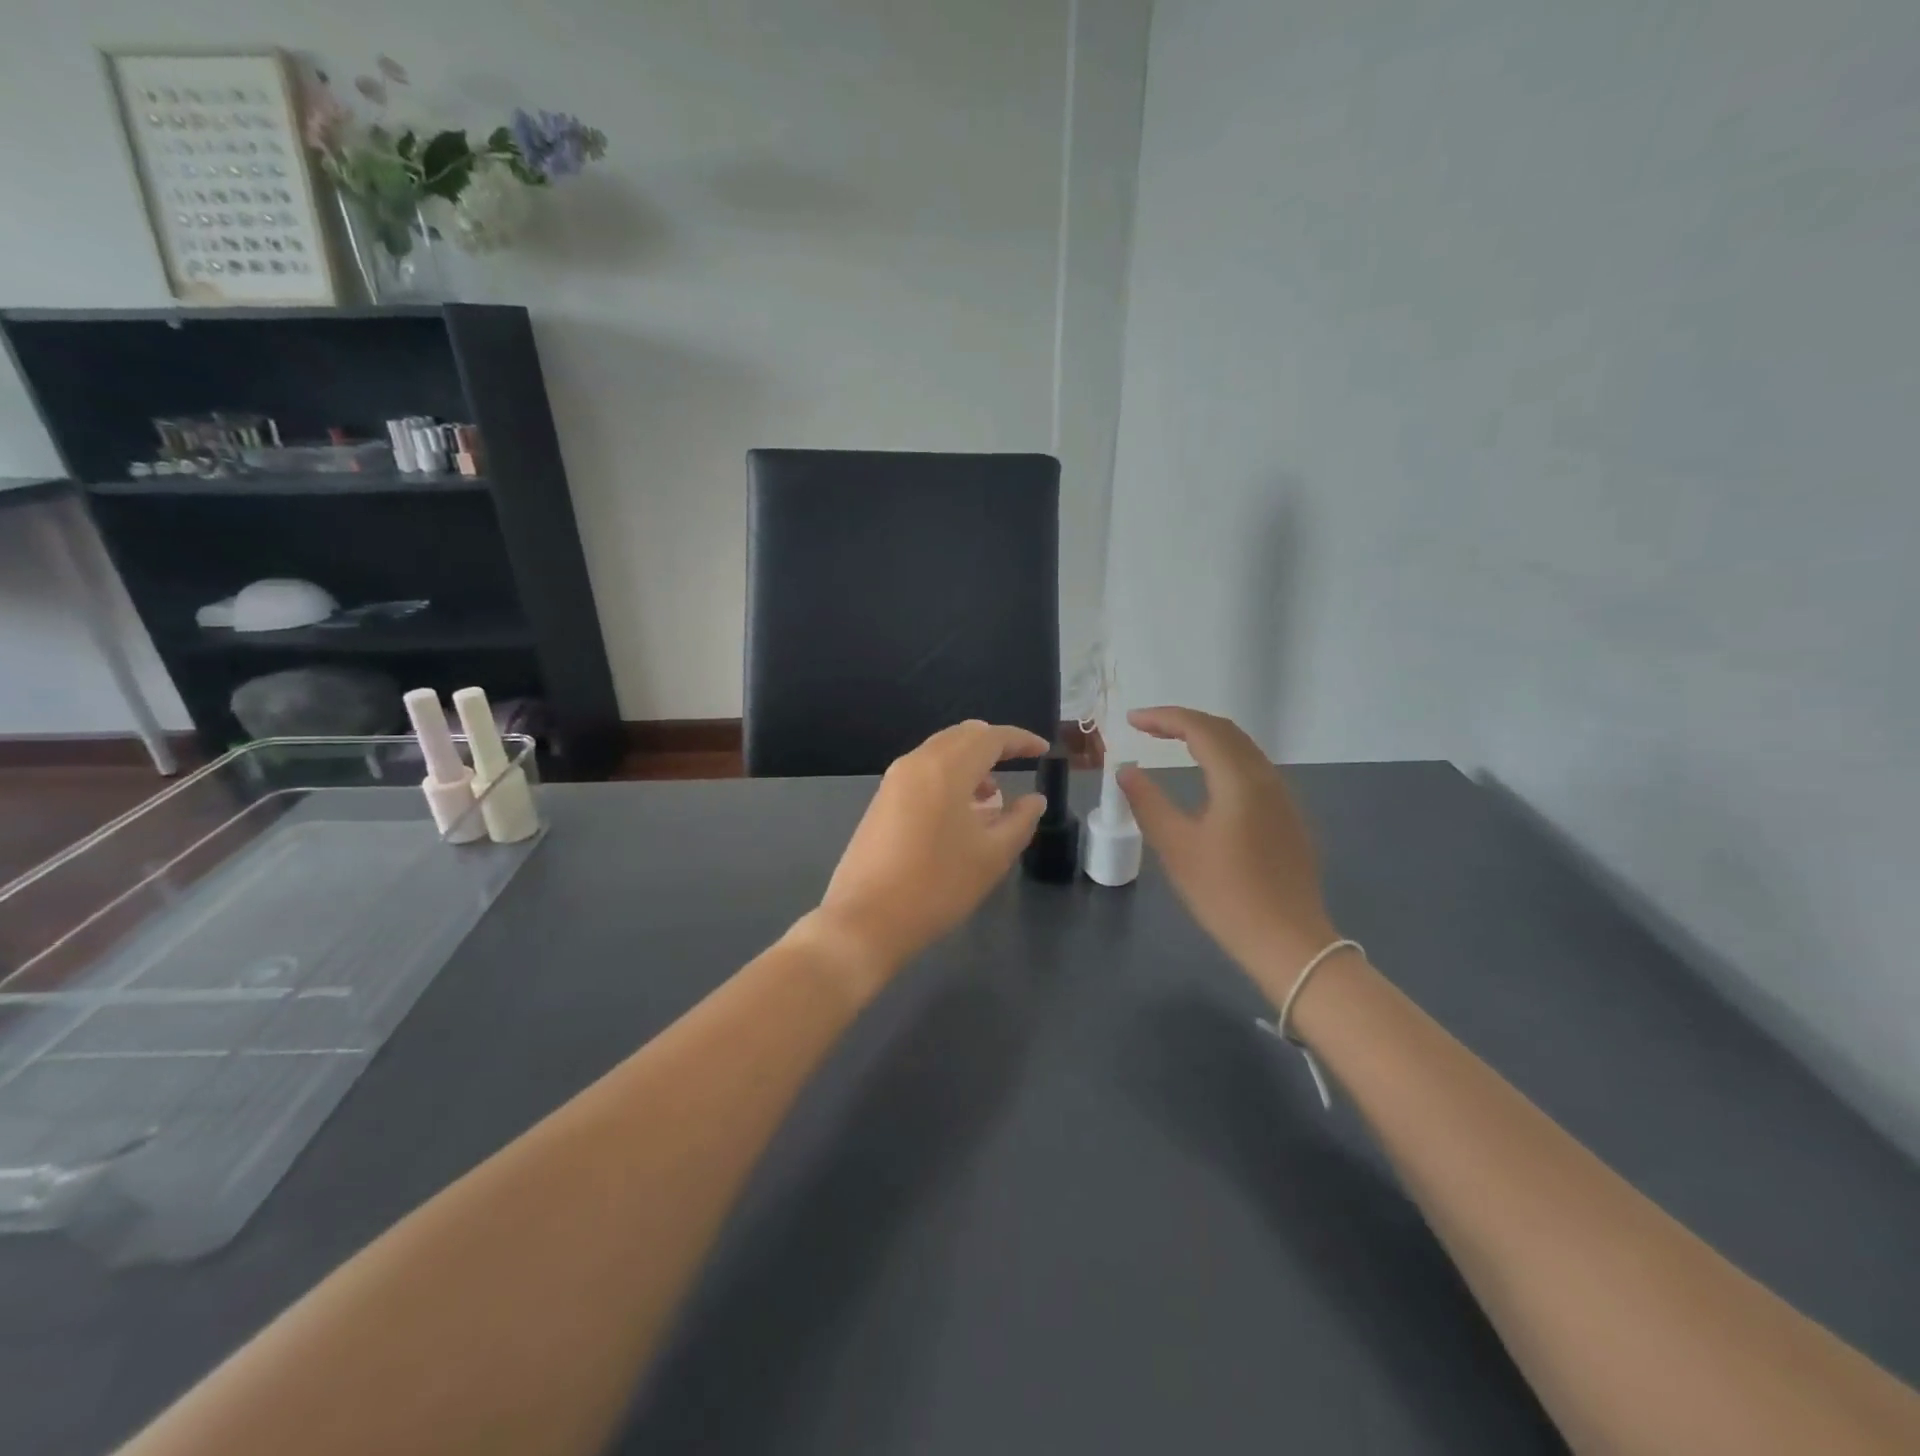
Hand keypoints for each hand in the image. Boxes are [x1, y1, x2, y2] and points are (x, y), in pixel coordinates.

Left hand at [815, 720, 1050, 978]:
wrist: (865, 920)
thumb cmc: (937, 886)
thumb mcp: (992, 856)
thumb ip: (1020, 821)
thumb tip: (1034, 799)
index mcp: (946, 768)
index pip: (991, 737)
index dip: (1021, 740)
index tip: (1044, 751)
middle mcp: (916, 763)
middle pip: (962, 736)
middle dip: (994, 745)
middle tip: (1019, 764)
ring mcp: (893, 781)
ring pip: (940, 753)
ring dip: (970, 763)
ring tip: (992, 797)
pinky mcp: (881, 801)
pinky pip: (923, 772)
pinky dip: (948, 778)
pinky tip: (960, 813)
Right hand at [1117, 707, 1338, 999]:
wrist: (1288, 942)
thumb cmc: (1225, 894)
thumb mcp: (1176, 848)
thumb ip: (1148, 803)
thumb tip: (1126, 771)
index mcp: (1240, 780)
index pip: (1201, 729)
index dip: (1164, 718)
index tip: (1131, 720)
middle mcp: (1266, 778)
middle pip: (1225, 731)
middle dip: (1184, 722)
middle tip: (1147, 727)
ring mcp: (1283, 798)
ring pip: (1243, 749)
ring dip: (1206, 738)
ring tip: (1172, 743)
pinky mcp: (1288, 818)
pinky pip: (1253, 770)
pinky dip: (1223, 759)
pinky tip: (1207, 778)